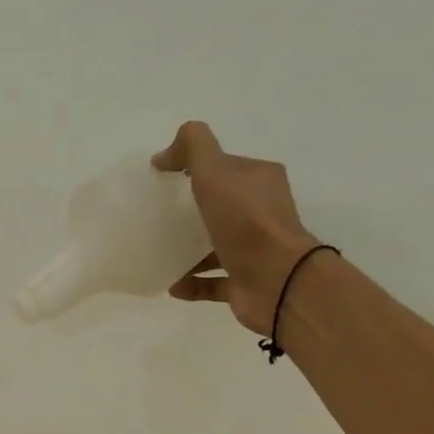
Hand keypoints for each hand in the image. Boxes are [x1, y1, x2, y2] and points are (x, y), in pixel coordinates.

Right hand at [152, 121, 319, 334]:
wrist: (277, 280)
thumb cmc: (246, 222)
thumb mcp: (215, 172)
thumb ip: (193, 148)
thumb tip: (164, 154)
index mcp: (259, 182)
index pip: (225, 169)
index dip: (195, 170)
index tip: (162, 181)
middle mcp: (261, 213)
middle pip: (220, 207)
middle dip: (190, 211)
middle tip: (156, 217)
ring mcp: (255, 251)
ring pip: (216, 246)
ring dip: (187, 251)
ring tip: (157, 252)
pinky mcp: (245, 283)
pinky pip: (212, 282)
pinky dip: (191, 283)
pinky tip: (171, 284)